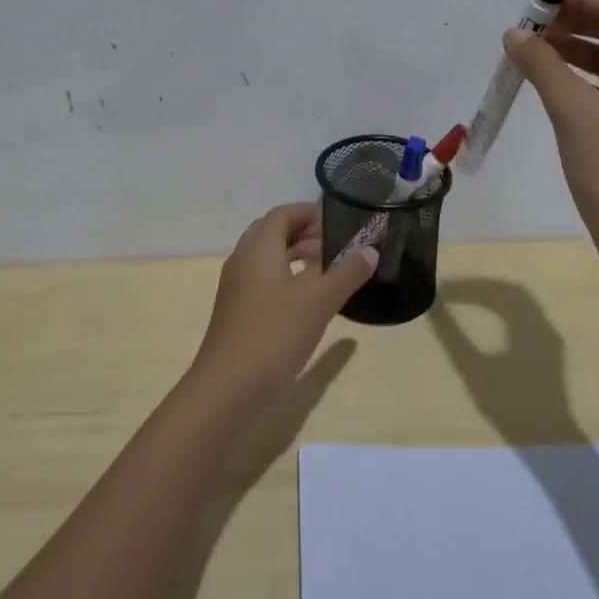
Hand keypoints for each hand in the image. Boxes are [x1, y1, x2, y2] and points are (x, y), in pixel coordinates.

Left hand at [190, 203, 376, 405]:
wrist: (228, 386)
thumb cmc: (275, 334)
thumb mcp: (319, 302)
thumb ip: (347, 273)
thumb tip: (370, 251)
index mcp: (259, 248)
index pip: (282, 214)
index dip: (308, 212)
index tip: (336, 222)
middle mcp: (242, 259)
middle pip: (271, 231)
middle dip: (301, 232)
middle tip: (332, 243)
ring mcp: (235, 286)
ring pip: (265, 256)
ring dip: (292, 254)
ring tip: (324, 268)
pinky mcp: (234, 309)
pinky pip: (260, 277)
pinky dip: (283, 275)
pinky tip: (303, 298)